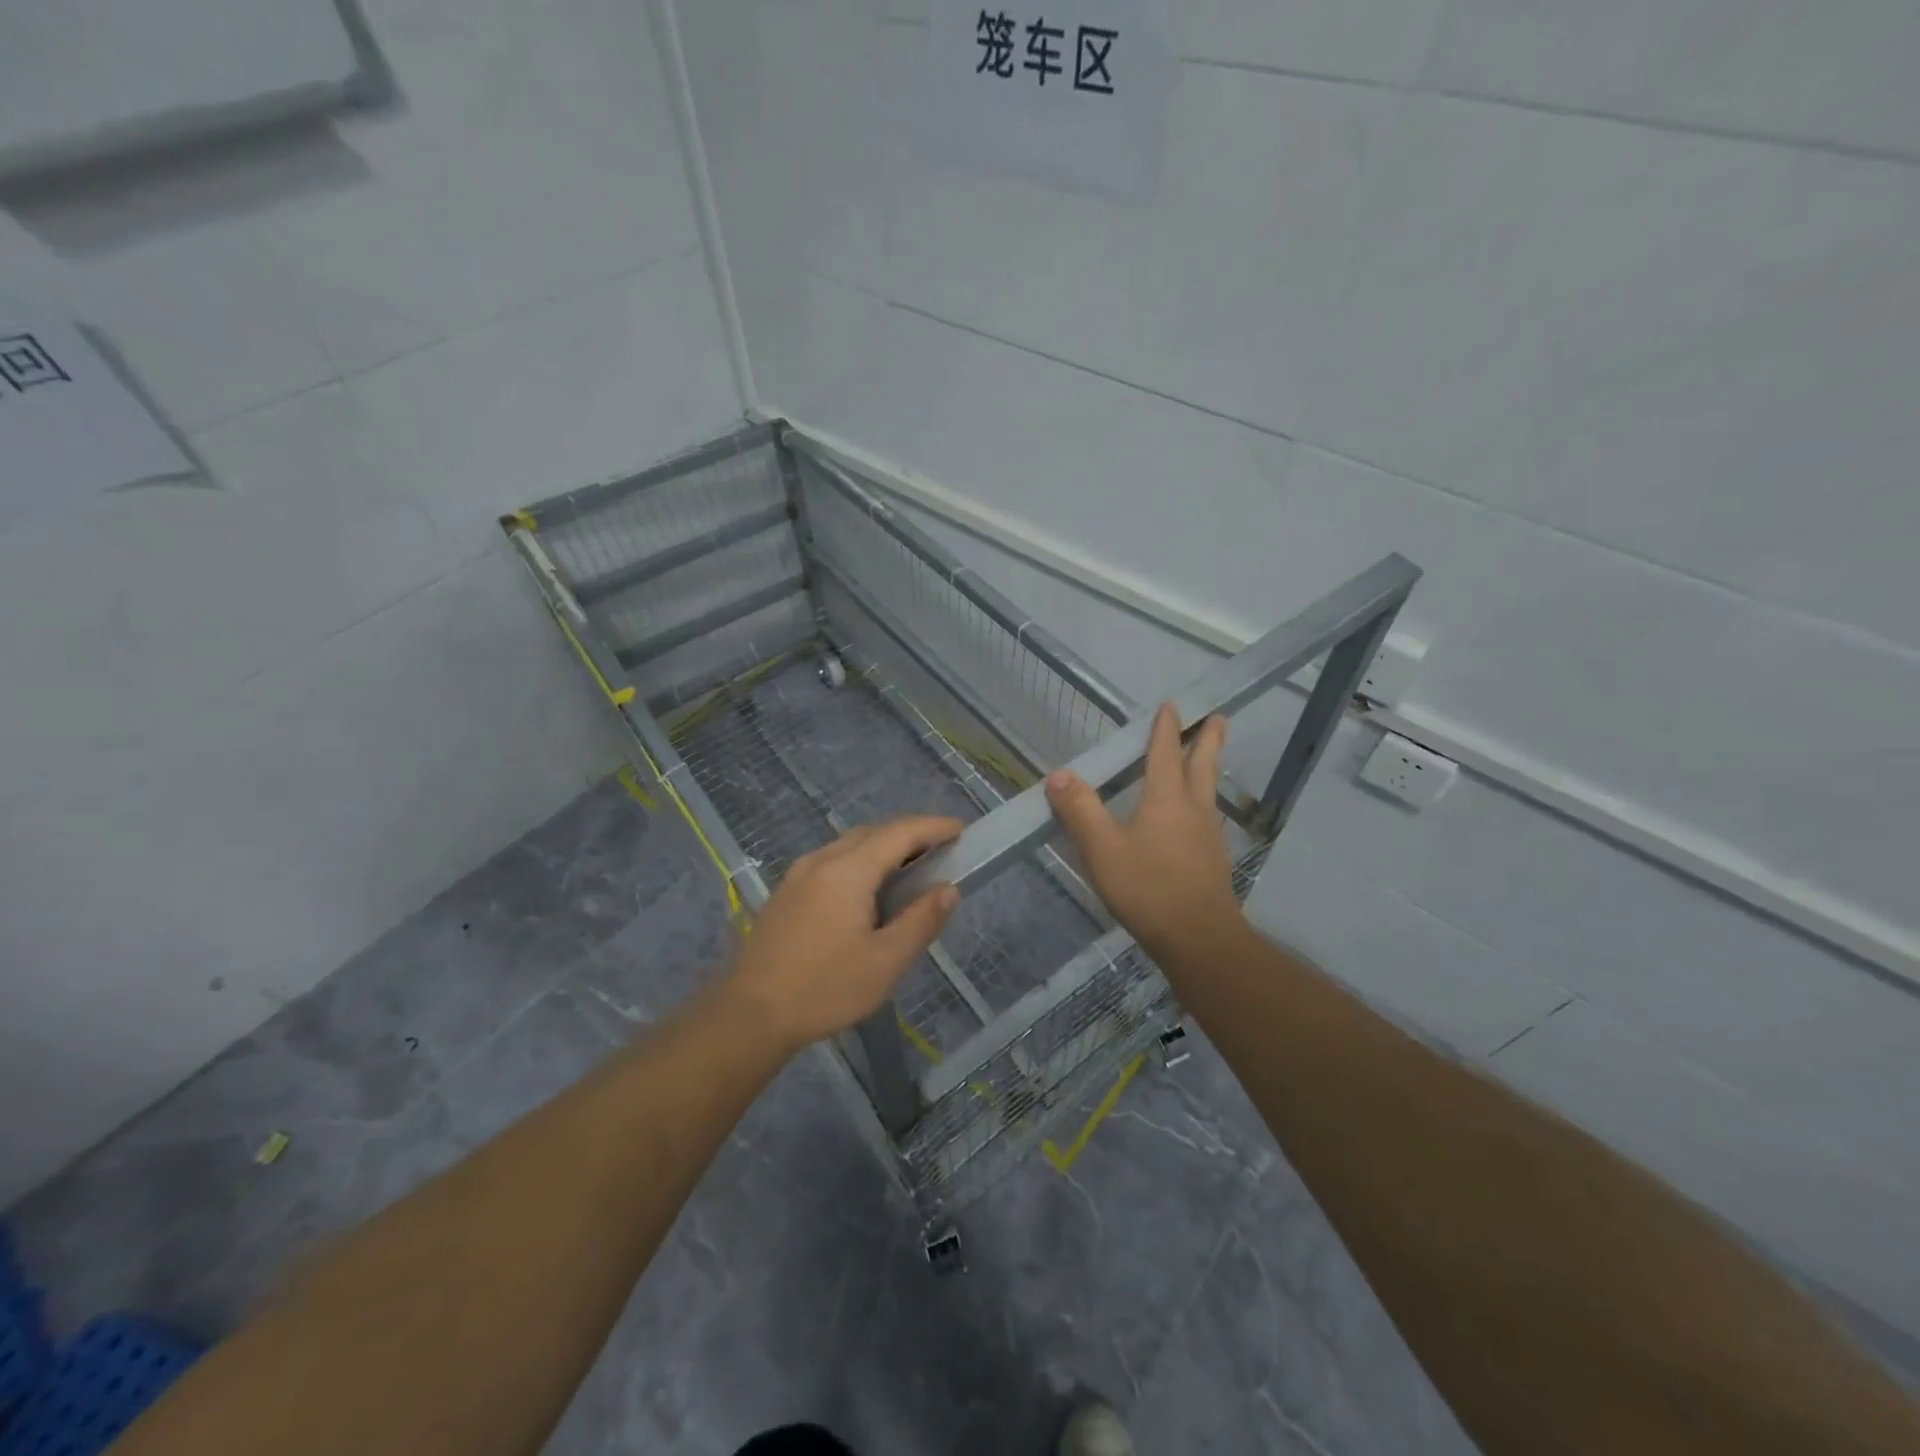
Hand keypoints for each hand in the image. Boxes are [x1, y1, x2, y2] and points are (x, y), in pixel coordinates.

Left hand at [727, 815, 962, 1051]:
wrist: (749, 1014)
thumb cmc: (825, 988)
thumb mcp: (885, 961)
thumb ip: (921, 921)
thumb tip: (948, 889)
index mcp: (848, 870)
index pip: (899, 833)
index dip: (933, 827)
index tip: (960, 830)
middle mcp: (822, 860)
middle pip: (873, 832)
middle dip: (910, 833)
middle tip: (941, 849)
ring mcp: (798, 875)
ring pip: (850, 845)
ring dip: (884, 846)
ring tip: (911, 867)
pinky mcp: (786, 892)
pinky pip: (832, 860)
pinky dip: (861, 860)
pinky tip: (868, 888)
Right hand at [1046, 702, 1244, 959]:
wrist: (1198, 938)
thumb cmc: (1147, 887)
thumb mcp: (1102, 848)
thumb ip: (1079, 810)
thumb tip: (1059, 774)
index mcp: (1166, 799)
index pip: (1165, 753)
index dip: (1167, 728)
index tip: (1173, 705)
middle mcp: (1193, 809)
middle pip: (1203, 764)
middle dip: (1207, 738)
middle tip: (1217, 717)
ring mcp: (1207, 835)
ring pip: (1209, 789)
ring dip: (1209, 766)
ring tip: (1207, 758)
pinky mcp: (1212, 859)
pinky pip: (1207, 815)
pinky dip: (1203, 799)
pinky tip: (1195, 816)